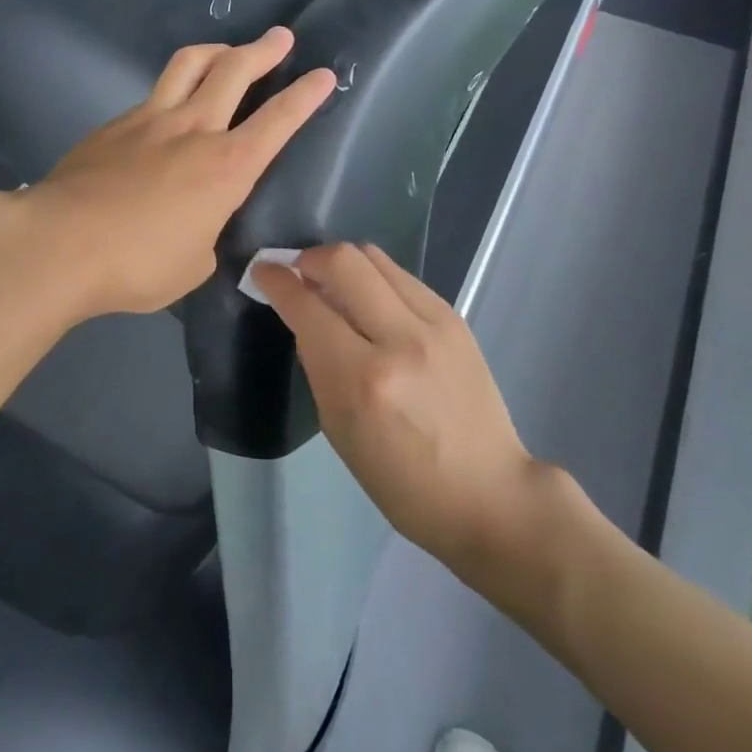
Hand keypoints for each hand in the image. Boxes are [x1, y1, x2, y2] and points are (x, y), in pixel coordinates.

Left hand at [0, 28, 334, 322]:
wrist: (60, 243)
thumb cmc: (137, 264)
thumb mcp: (192, 265)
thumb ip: (206, 236)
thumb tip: (199, 226)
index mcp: (226, 167)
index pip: (278, 121)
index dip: (305, 96)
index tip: (323, 75)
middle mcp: (193, 129)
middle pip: (234, 70)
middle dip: (264, 50)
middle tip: (280, 37)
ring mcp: (149, 119)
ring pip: (188, 65)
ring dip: (216, 50)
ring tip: (227, 50)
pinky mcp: (114, 123)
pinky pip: (152, 95)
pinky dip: (172, 90)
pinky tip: (167, 109)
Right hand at [255, 244, 552, 580]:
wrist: (488, 493)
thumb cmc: (401, 480)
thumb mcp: (339, 429)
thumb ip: (318, 363)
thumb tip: (304, 315)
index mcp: (363, 379)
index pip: (308, 305)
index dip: (277, 280)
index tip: (262, 270)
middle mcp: (400, 339)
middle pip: (344, 261)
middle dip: (309, 258)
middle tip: (297, 272)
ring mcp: (435, 324)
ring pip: (375, 257)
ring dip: (342, 262)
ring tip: (331, 282)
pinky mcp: (455, 318)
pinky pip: (401, 276)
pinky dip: (374, 278)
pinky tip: (369, 300)